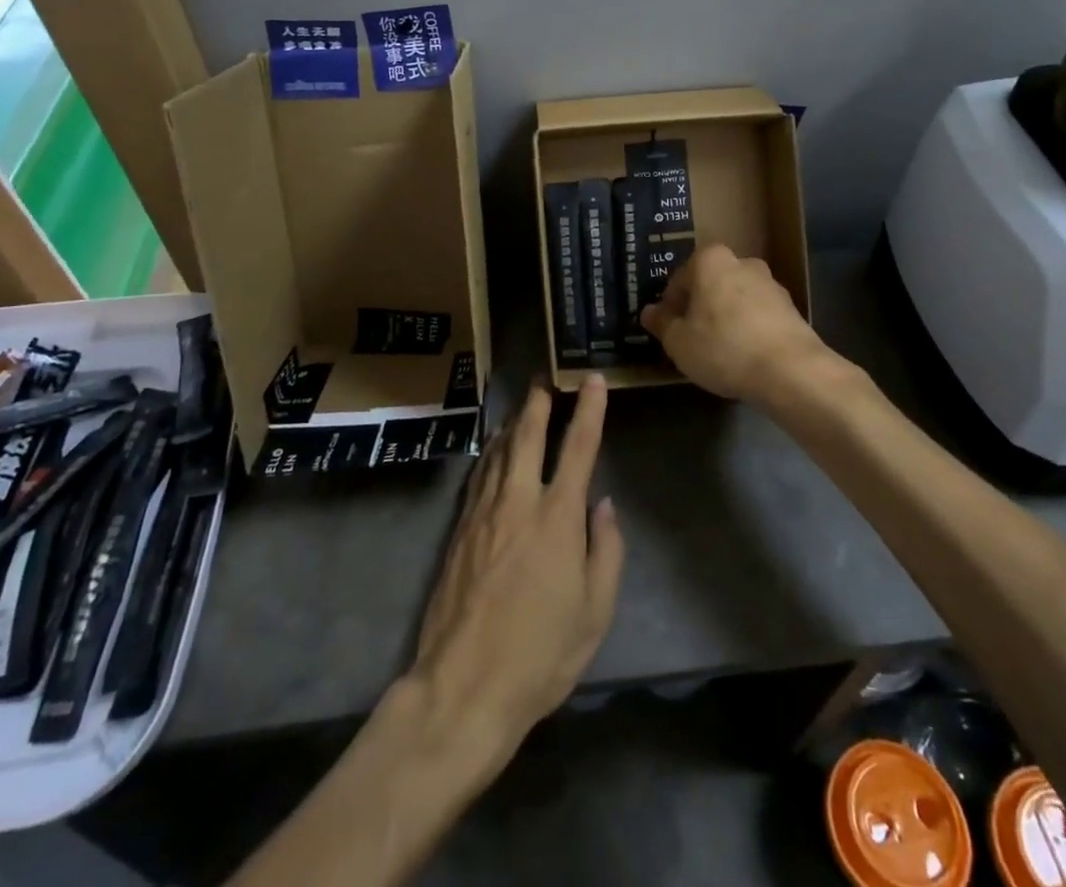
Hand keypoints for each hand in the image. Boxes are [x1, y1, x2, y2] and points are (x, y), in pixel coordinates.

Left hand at [409, 377, 624, 762]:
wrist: (463, 686)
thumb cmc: (540, 655)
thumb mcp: (594, 613)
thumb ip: (606, 551)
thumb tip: (604, 505)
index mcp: (558, 519)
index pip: (578, 448)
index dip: (589, 409)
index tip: (592, 379)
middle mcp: (519, 502)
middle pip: (527, 436)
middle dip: (538, 403)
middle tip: (543, 379)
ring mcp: (483, 513)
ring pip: (498, 451)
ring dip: (512, 423)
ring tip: (521, 407)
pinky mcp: (459, 529)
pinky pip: (479, 475)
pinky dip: (489, 453)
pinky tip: (492, 451)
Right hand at [641, 243, 828, 402]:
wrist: (791, 371)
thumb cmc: (723, 348)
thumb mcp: (679, 342)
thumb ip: (661, 323)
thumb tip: (649, 312)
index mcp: (710, 260)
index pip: (679, 279)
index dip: (669, 306)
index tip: (668, 329)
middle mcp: (742, 262)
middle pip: (710, 284)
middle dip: (699, 306)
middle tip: (691, 338)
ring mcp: (771, 284)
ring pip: (736, 298)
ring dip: (725, 316)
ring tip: (719, 349)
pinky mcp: (791, 308)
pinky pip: (758, 314)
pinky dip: (748, 328)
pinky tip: (744, 354)